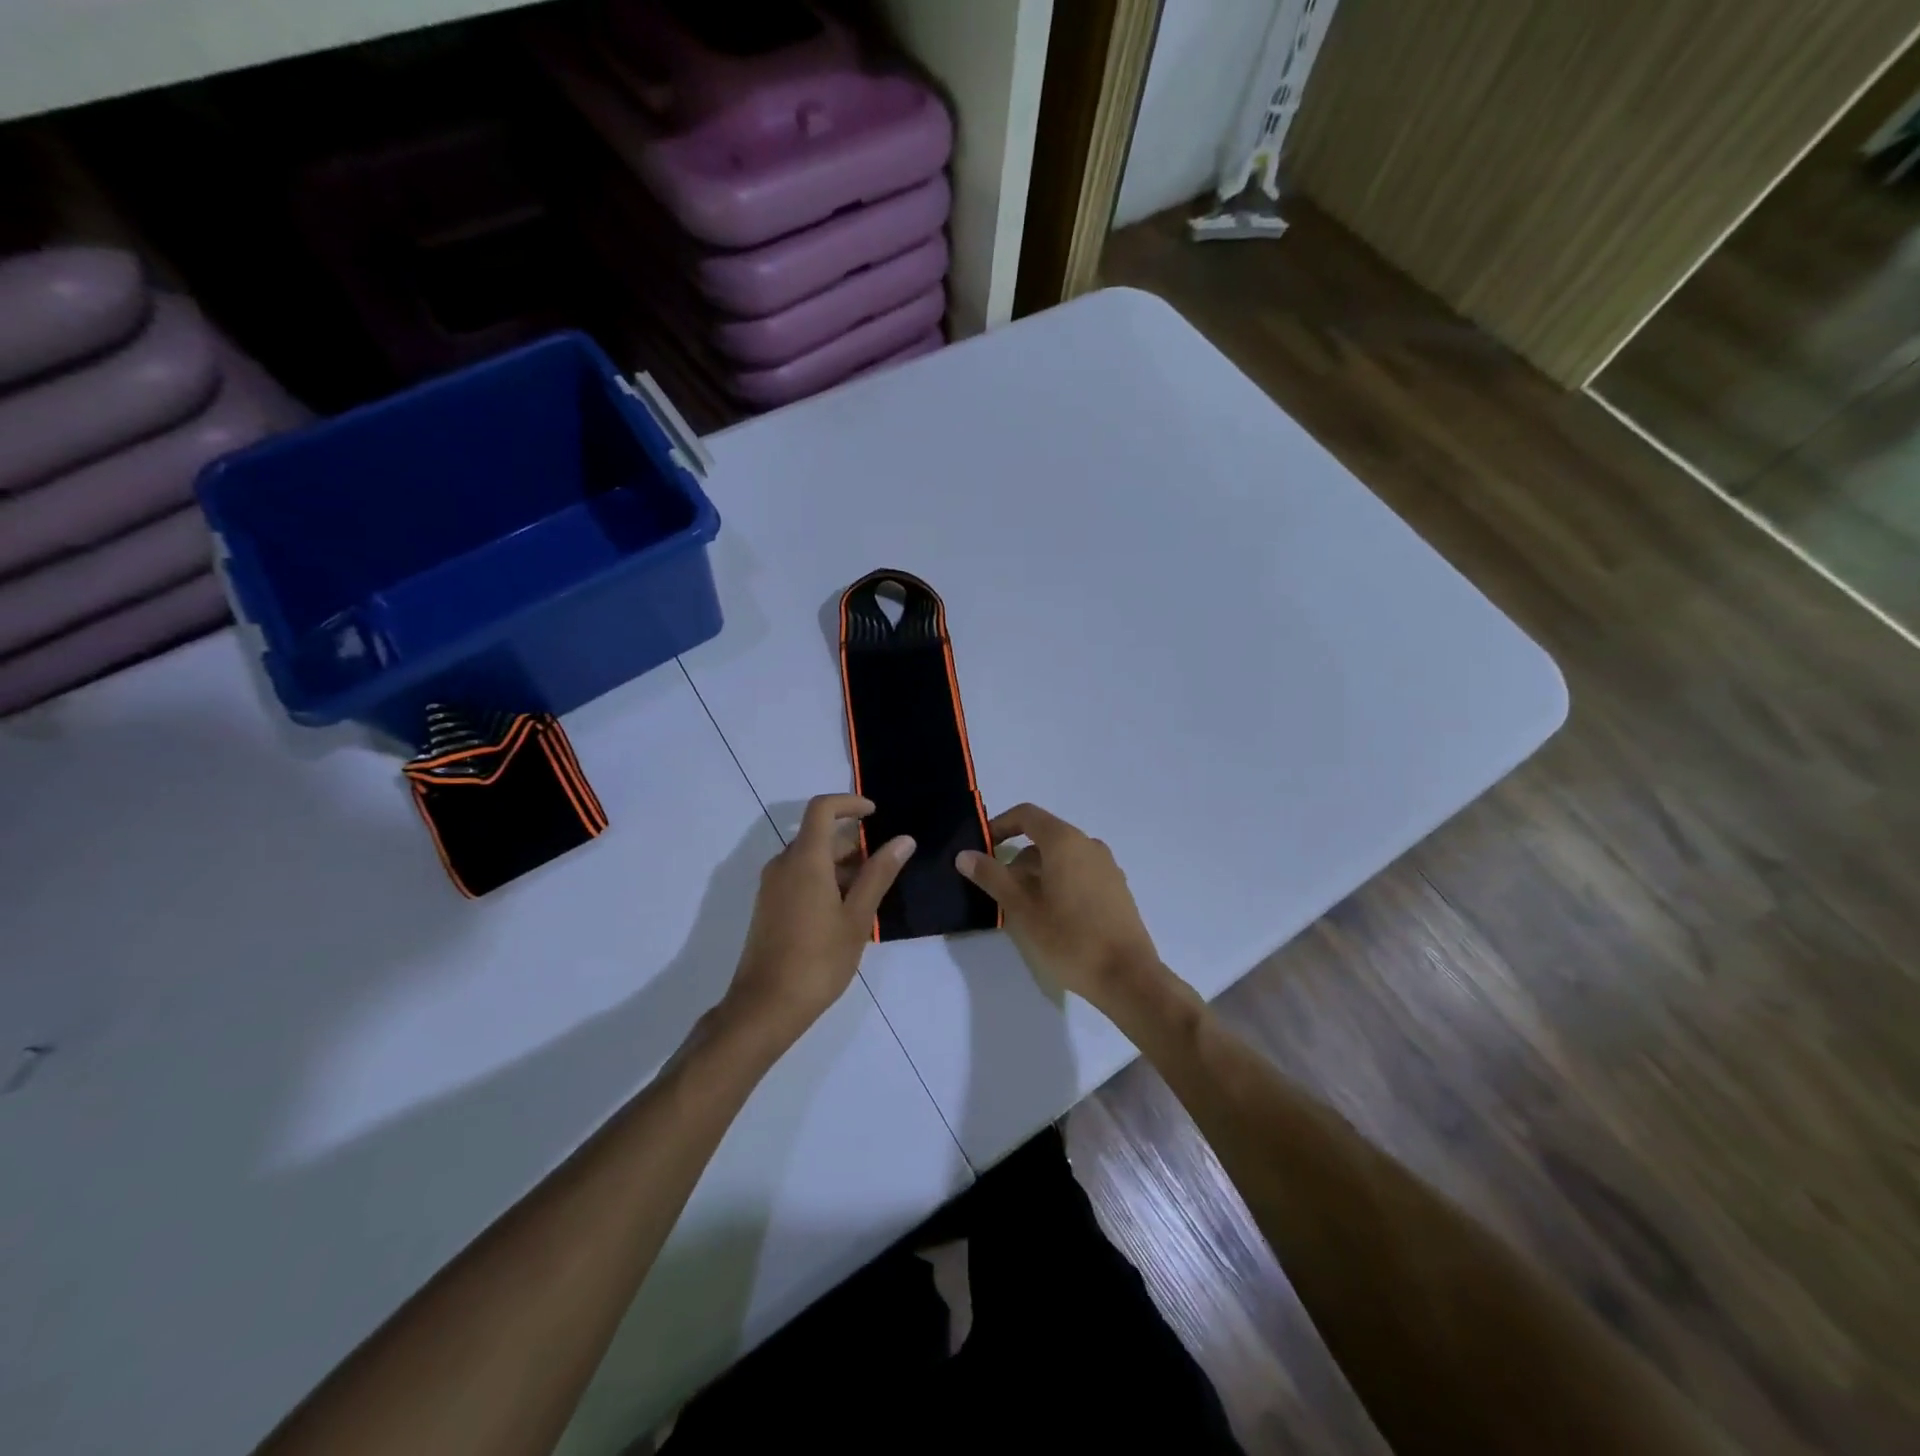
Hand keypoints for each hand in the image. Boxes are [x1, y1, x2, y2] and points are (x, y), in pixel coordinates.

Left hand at [723, 794, 912, 1049]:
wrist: (765, 1006)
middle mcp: (783, 864)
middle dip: (853, 841)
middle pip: (818, 834)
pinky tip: (846, 910)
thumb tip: (903, 840)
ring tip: (871, 891)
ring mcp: (772, 886)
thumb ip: (879, 874)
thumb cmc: (818, 960)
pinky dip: (824, 879)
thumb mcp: (857, 917)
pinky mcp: (769, 906)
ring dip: (840, 863)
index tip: (876, 814)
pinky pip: (799, 876)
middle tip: (885, 864)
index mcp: (804, 859)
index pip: (822, 809)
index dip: (850, 803)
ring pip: (809, 857)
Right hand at [956, 803, 1163, 1011]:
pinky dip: (1058, 882)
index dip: (999, 826)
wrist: (1127, 976)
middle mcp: (1089, 845)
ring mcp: (1107, 866)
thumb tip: (965, 855)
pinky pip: (1079, 872)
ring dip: (1037, 874)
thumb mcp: (1022, 909)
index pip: (1026, 815)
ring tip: (1023, 909)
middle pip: (1044, 838)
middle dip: (1016, 859)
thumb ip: (992, 877)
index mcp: (1065, 841)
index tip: (982, 849)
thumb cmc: (1070, 938)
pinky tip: (1052, 916)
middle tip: (999, 891)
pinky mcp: (1116, 888)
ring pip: (1061, 858)